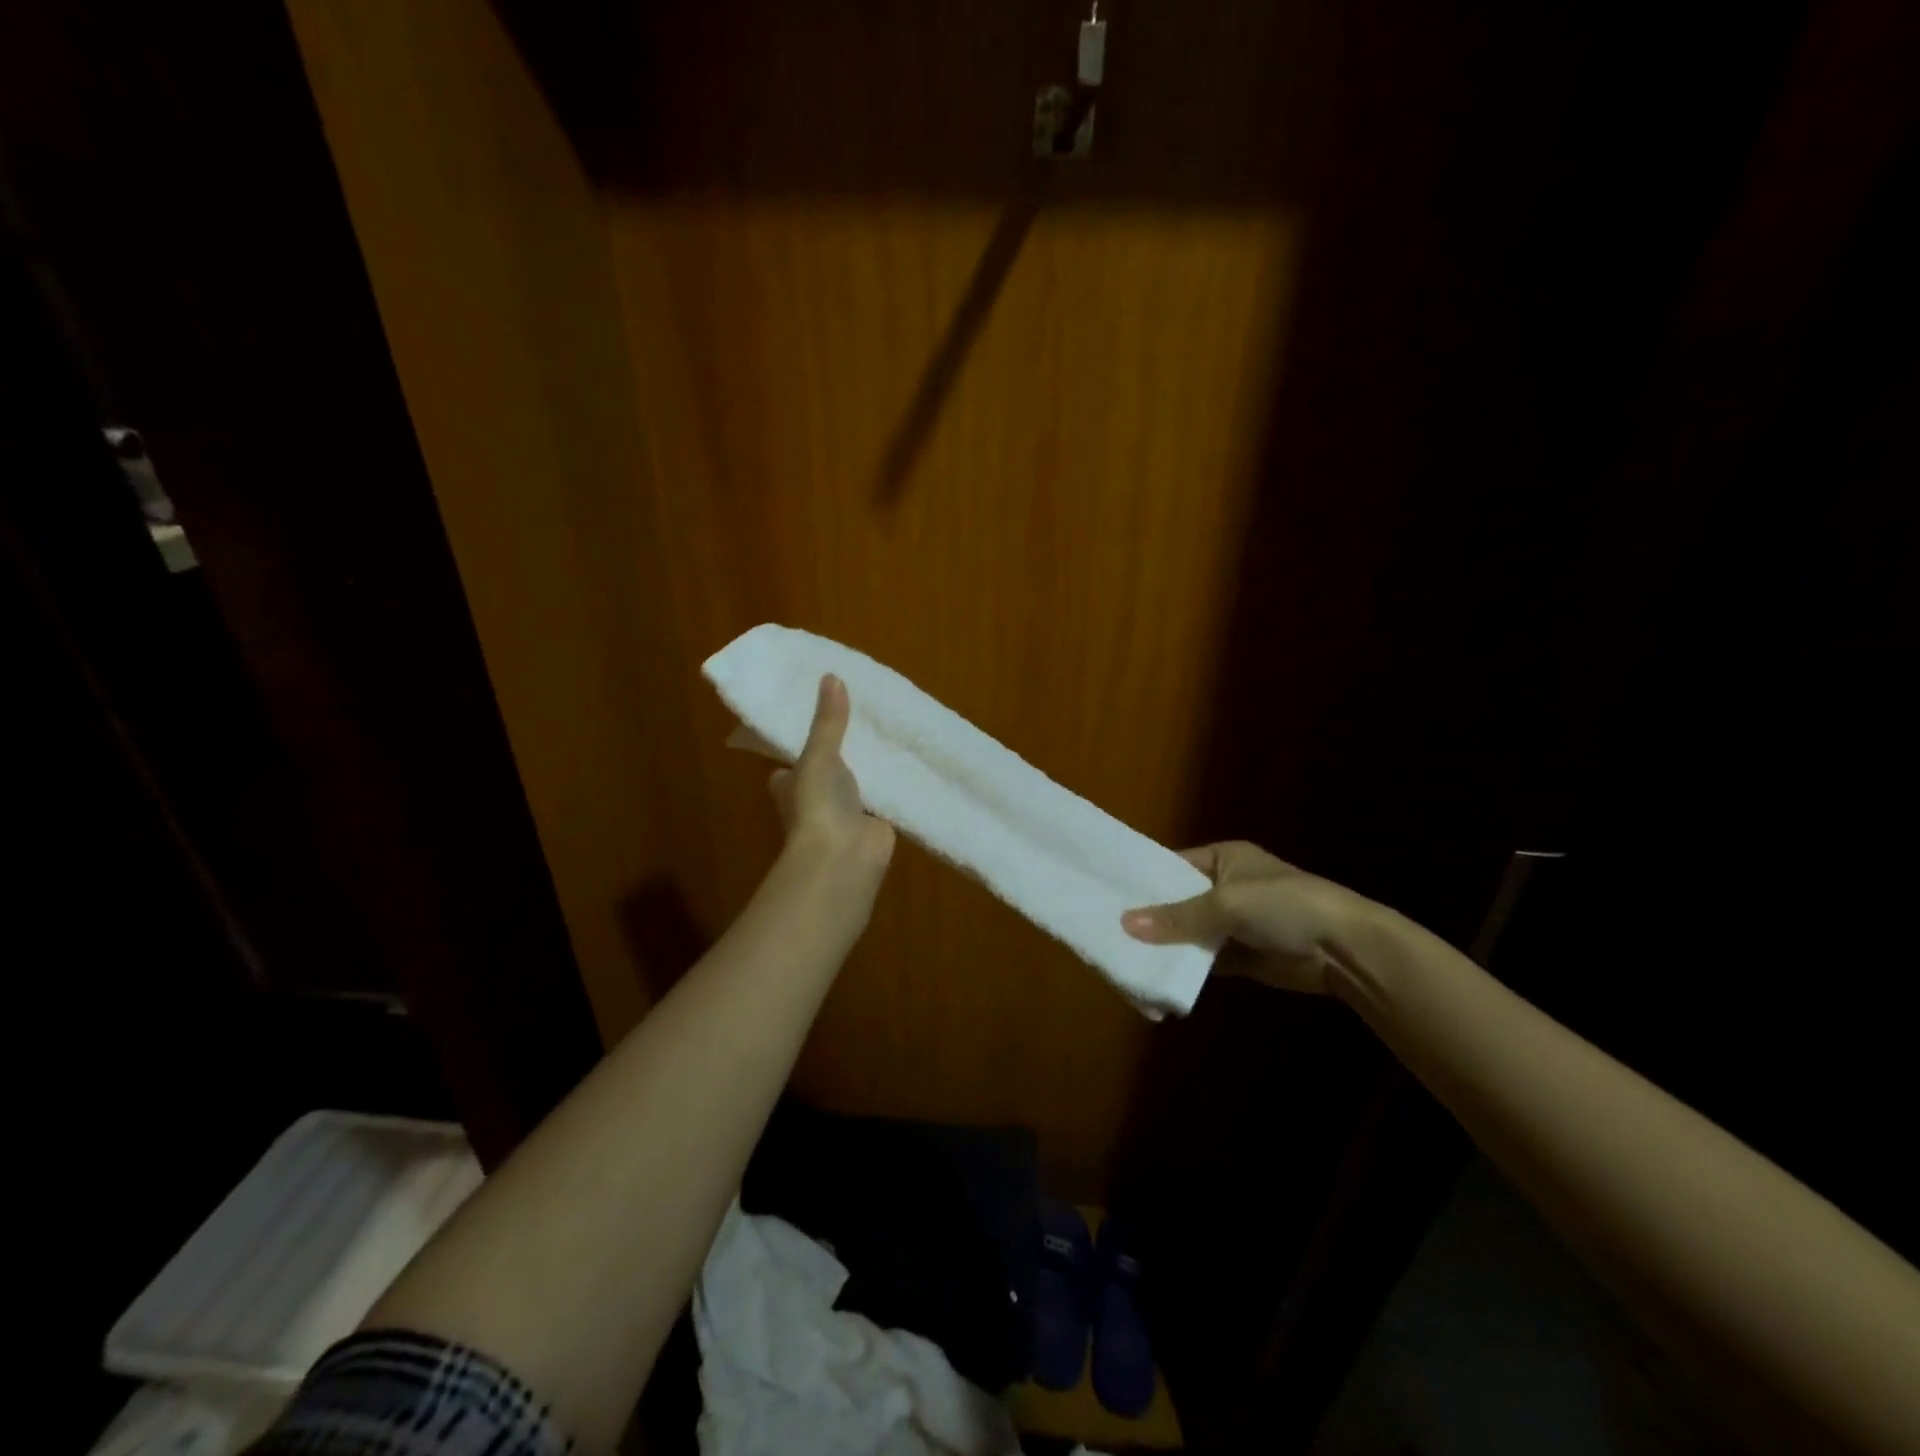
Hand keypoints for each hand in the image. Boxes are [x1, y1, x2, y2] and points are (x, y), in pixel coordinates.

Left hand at [769, 675, 895, 889]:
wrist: (843, 857)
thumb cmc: (817, 804)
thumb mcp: (819, 755)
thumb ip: (829, 721)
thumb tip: (832, 676)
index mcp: (789, 784)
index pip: (791, 759)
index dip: (802, 741)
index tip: (821, 715)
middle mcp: (814, 799)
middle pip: (827, 769)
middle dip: (843, 751)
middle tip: (863, 716)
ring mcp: (844, 813)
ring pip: (858, 782)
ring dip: (870, 767)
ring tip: (890, 731)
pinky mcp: (873, 823)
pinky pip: (884, 796)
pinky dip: (894, 783)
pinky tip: (910, 761)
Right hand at [1120, 841, 1365, 995]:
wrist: (1346, 949)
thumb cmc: (1285, 906)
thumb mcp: (1227, 904)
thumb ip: (1177, 917)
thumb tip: (1124, 924)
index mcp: (1224, 859)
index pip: (1173, 866)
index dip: (1145, 880)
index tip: (1109, 894)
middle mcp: (1226, 887)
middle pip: (1178, 902)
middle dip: (1151, 917)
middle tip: (1108, 930)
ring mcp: (1235, 923)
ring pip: (1189, 933)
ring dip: (1166, 945)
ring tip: (1124, 955)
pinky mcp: (1242, 956)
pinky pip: (1205, 960)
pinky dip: (1185, 967)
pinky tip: (1156, 975)